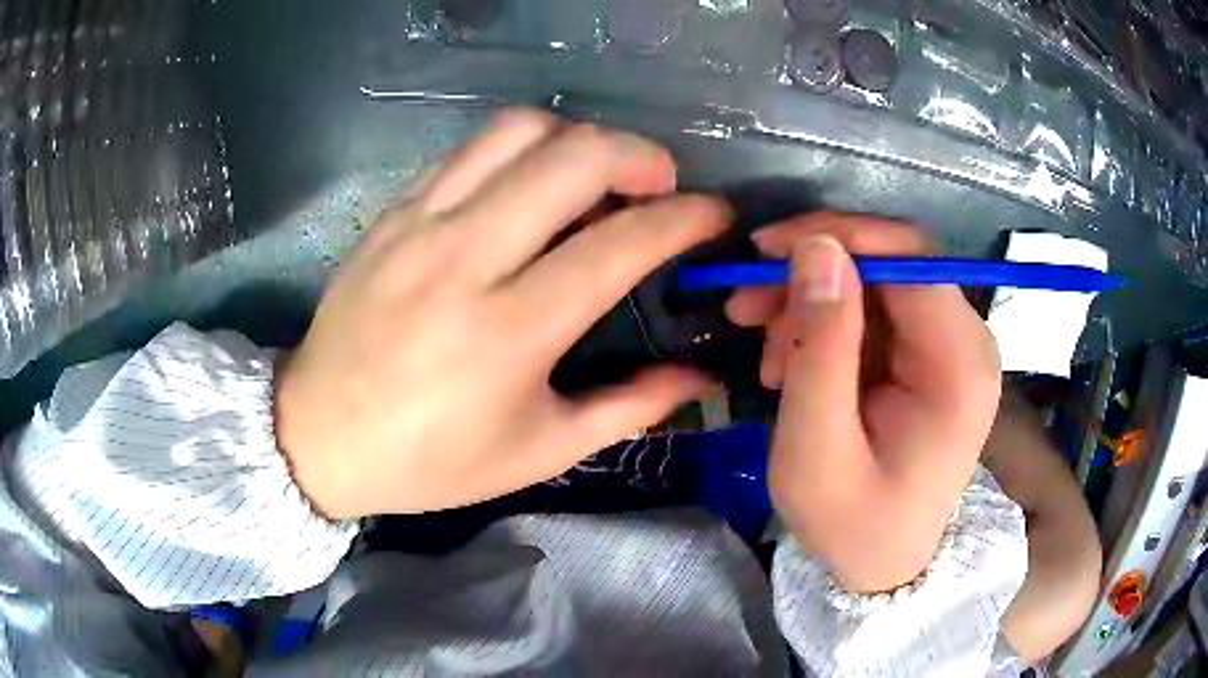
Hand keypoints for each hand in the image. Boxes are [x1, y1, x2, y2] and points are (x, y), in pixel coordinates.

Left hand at [275, 109, 727, 519]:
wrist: (318, 435)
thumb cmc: (428, 461)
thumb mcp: (537, 451)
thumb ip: (628, 408)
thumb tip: (699, 376)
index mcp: (511, 329)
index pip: (622, 242)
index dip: (685, 218)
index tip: (714, 215)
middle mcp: (467, 257)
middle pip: (575, 157)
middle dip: (641, 155)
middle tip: (659, 184)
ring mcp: (422, 223)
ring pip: (519, 131)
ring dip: (577, 140)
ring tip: (593, 177)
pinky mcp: (393, 212)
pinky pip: (470, 150)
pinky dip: (518, 151)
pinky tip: (526, 186)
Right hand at [726, 213, 1000, 591]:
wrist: (885, 566)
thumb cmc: (852, 526)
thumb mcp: (818, 450)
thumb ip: (821, 347)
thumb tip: (815, 247)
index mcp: (958, 365)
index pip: (909, 257)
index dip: (837, 236)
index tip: (764, 252)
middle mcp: (966, 342)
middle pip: (889, 263)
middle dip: (812, 275)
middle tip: (745, 307)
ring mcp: (949, 348)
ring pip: (872, 284)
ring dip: (810, 304)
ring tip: (767, 358)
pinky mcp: (927, 357)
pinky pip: (871, 314)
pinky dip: (824, 327)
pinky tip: (792, 366)